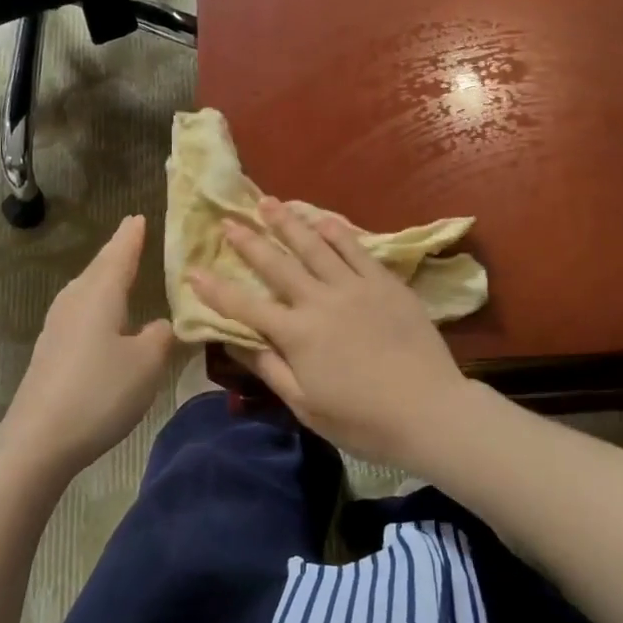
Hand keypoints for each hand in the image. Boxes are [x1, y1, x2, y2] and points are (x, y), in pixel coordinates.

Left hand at [0, 215, 174, 476]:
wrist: (39, 439)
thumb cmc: (100, 392)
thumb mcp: (147, 364)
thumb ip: (161, 337)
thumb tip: (159, 325)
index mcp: (100, 294)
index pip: (120, 254)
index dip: (132, 236)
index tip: (139, 216)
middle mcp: (75, 301)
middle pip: (98, 268)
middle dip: (117, 252)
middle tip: (132, 235)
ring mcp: (57, 326)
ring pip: (85, 289)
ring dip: (103, 276)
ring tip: (119, 270)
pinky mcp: (50, 351)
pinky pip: (79, 311)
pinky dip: (95, 302)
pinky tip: (101, 317)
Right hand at [189, 198, 470, 467]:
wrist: (430, 411)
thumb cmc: (362, 420)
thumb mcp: (305, 405)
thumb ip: (270, 368)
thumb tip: (234, 340)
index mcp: (296, 334)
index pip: (245, 306)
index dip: (215, 289)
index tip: (193, 270)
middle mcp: (320, 301)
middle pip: (277, 264)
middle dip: (249, 241)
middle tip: (229, 220)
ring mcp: (355, 287)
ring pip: (315, 246)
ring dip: (289, 223)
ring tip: (269, 202)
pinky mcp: (385, 283)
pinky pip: (357, 249)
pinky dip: (337, 231)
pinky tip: (323, 219)